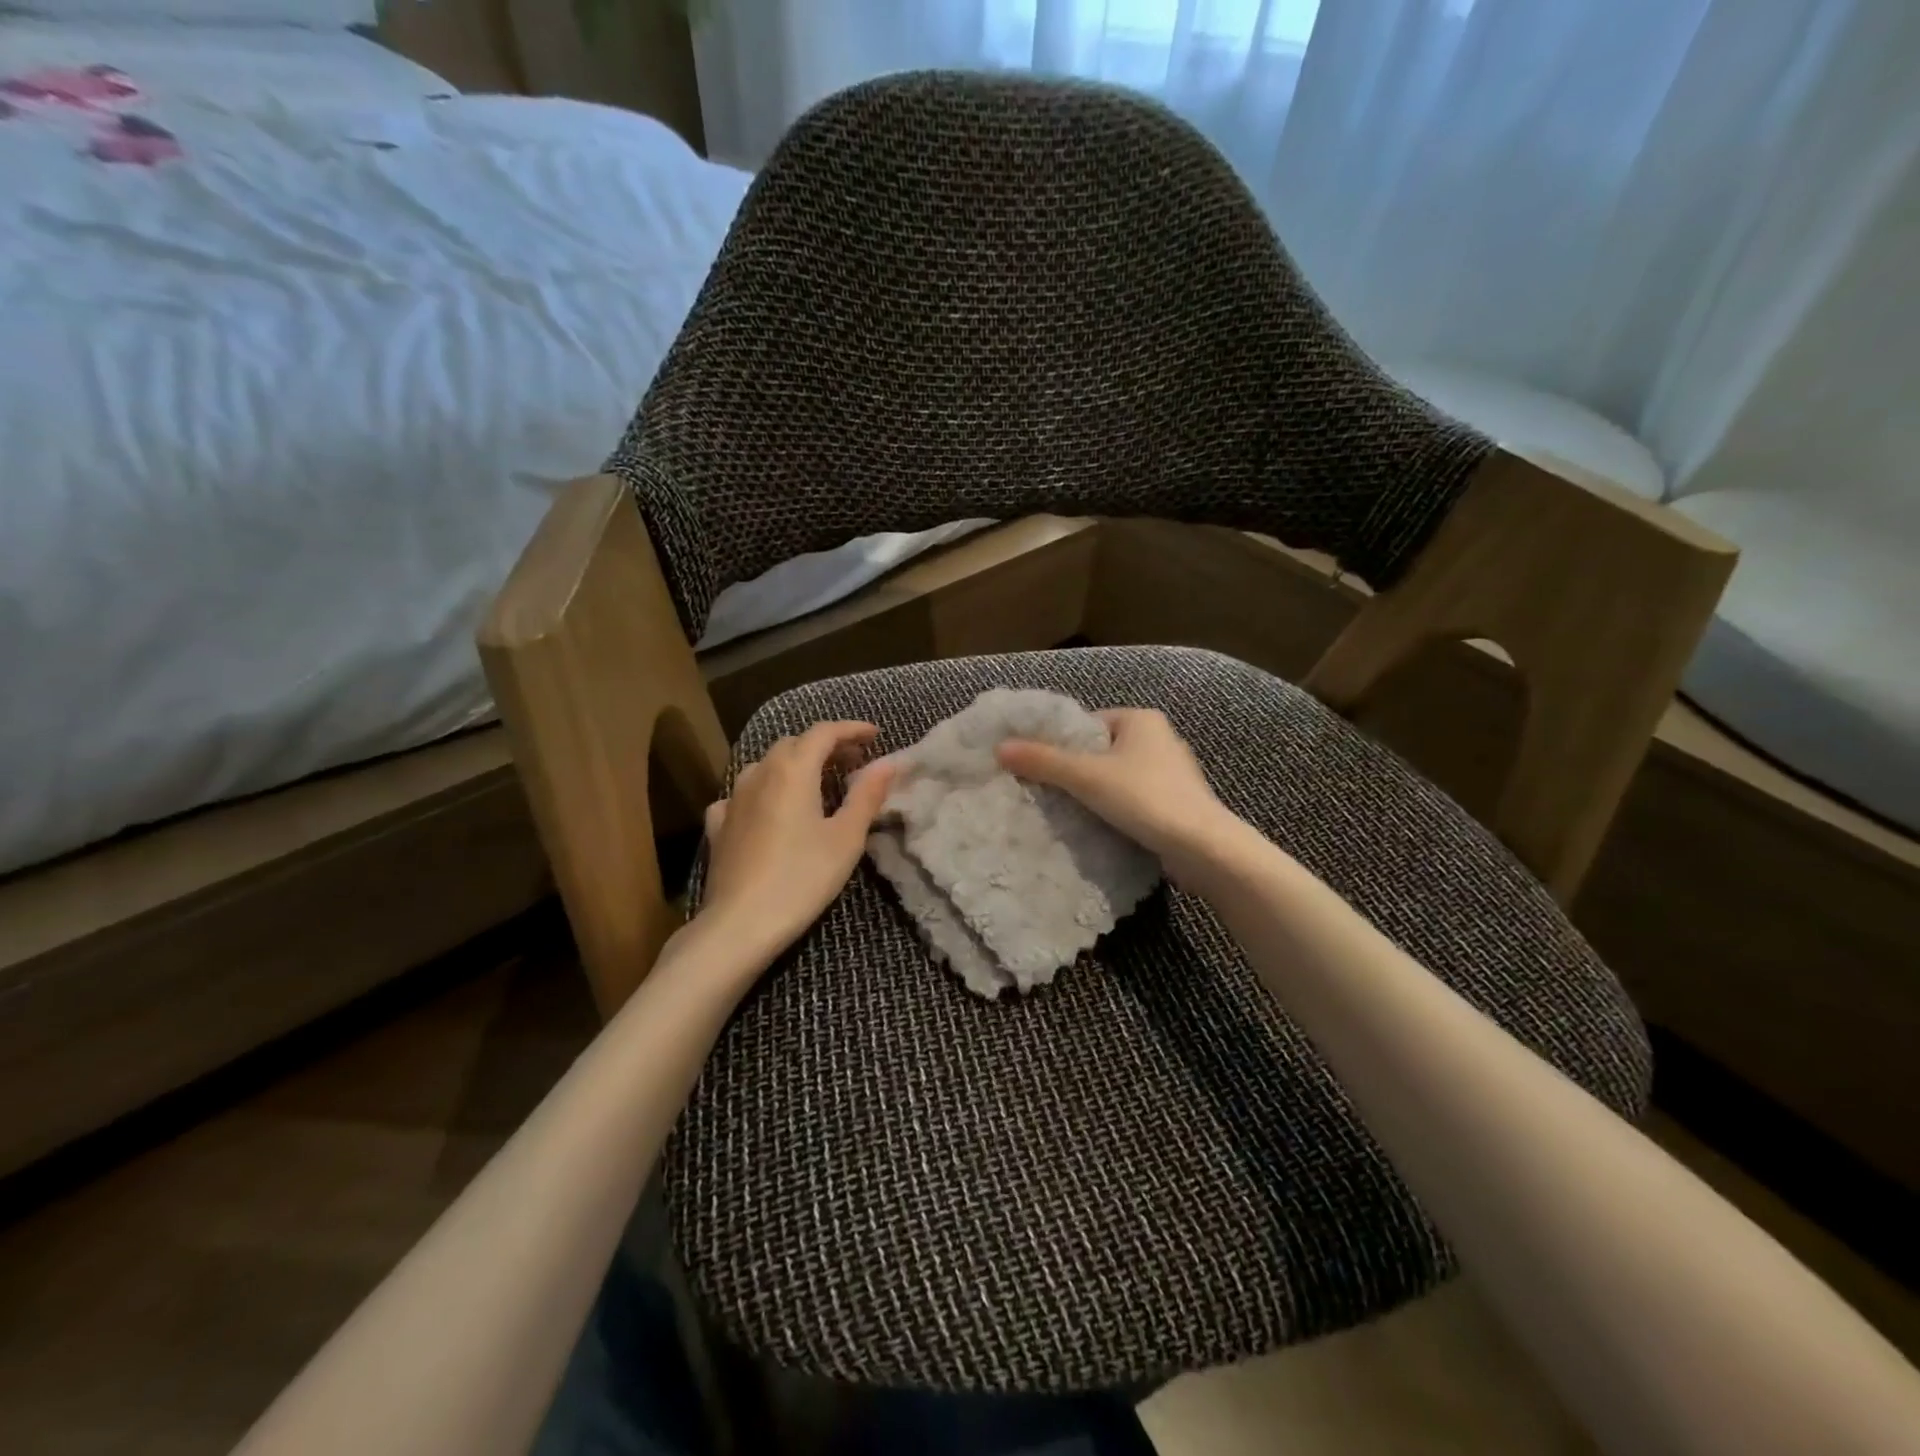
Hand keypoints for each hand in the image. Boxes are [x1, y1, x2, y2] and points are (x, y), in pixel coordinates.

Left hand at [699, 720, 895, 958]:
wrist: (740, 924)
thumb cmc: (802, 878)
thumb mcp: (846, 838)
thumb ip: (867, 795)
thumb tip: (890, 763)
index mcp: (793, 770)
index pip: (824, 732)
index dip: (852, 729)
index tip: (876, 736)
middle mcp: (759, 774)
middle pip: (794, 744)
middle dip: (826, 746)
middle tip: (855, 762)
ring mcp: (733, 799)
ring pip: (766, 765)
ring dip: (795, 765)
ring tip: (818, 783)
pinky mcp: (719, 826)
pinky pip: (742, 795)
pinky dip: (763, 791)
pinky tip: (767, 809)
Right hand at [996, 708, 1240, 886]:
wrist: (1202, 847)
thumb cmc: (1144, 798)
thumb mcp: (1086, 776)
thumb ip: (1043, 761)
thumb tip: (1000, 748)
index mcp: (1141, 719)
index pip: (1088, 724)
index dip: (1061, 743)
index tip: (1038, 766)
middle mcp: (1160, 738)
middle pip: (1101, 751)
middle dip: (1075, 771)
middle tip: (1045, 791)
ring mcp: (1171, 773)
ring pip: (1116, 777)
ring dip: (1094, 793)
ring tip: (1066, 811)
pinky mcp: (1175, 803)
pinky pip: (1133, 799)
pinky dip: (1115, 809)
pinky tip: (1098, 826)